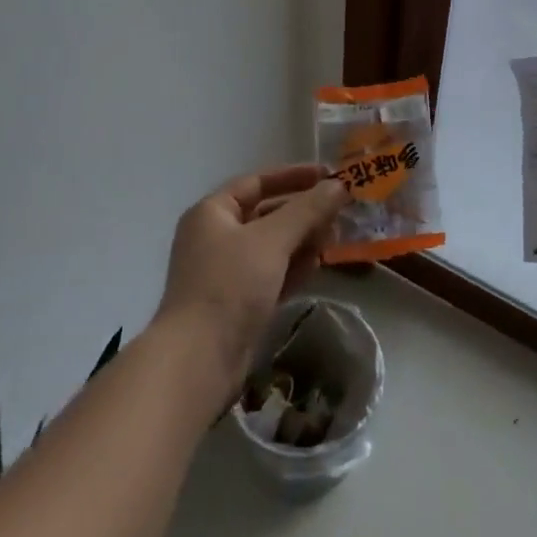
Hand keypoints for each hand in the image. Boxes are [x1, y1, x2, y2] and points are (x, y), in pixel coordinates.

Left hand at [155, 164, 348, 394]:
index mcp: (212, 213)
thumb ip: (308, 209)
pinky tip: (317, 266)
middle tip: (339, 211)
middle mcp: (216, 237)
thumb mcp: (272, 239)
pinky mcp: (238, 303)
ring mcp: (226, 272)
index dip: (294, 175)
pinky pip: (272, 273)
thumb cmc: (230, 285)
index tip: (328, 174)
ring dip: (303, 240)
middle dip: (304, 212)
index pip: (258, 182)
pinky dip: (293, 267)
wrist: (197, 362)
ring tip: (334, 238)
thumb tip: (339, 184)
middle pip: (267, 213)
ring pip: (272, 245)